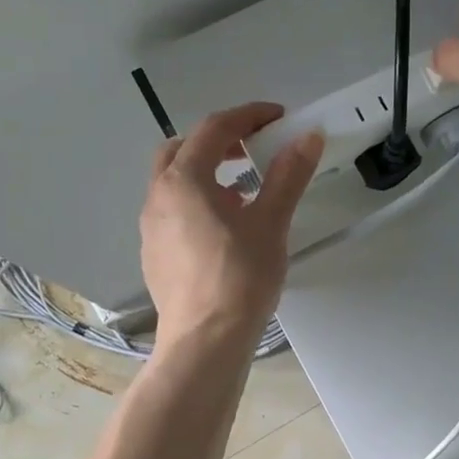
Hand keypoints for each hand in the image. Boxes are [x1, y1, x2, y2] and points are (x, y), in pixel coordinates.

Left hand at [140, 103, 323, 347]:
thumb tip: (308, 137)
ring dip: (206, 174)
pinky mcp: (153, 255)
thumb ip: (288, 176)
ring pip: (174, 183)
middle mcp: (158, 197)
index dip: (248, 117)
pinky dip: (197, 203)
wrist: (205, 341)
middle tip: (251, 151)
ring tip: (243, 194)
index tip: (278, 118)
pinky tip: (224, 232)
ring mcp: (150, 228)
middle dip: (217, 142)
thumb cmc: (239, 278)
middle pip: (182, 150)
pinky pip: (172, 213)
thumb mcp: (271, 223)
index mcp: (184, 181)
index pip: (214, 129)